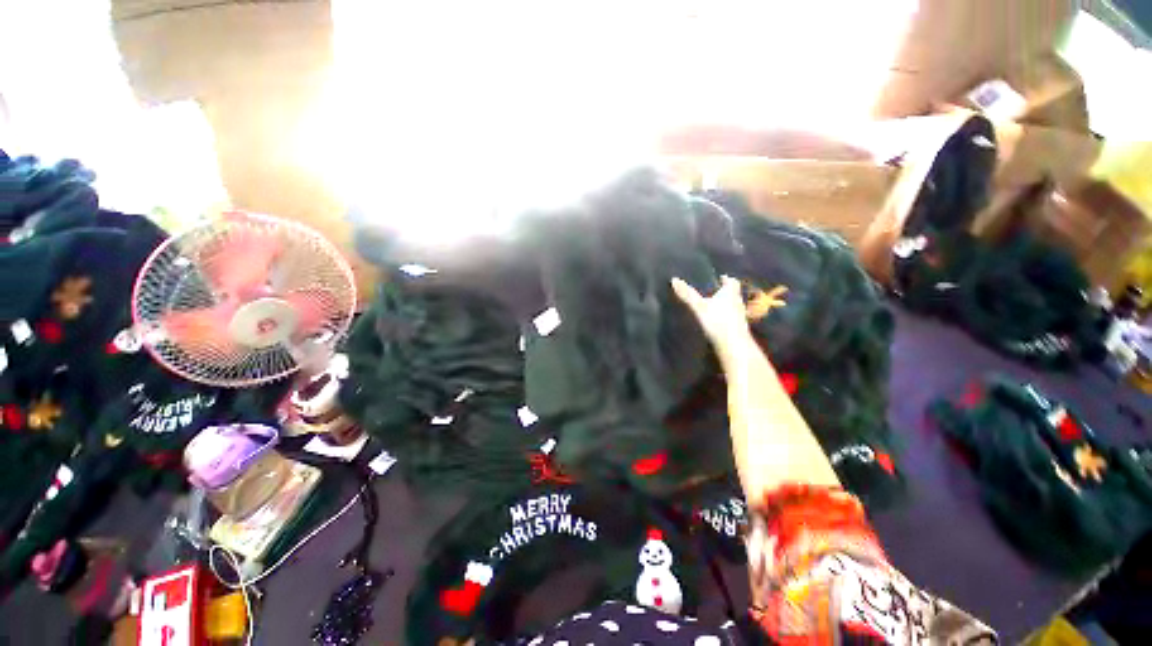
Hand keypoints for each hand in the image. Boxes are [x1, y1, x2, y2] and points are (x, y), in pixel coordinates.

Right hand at [671, 275, 753, 350]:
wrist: (734, 346)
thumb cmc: (718, 321)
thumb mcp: (699, 307)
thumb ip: (688, 294)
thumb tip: (674, 279)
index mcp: (730, 294)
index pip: (732, 282)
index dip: (726, 280)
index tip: (721, 278)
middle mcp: (738, 303)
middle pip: (733, 294)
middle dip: (724, 293)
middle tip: (713, 292)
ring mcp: (740, 317)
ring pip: (733, 307)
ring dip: (725, 306)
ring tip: (712, 308)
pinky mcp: (738, 330)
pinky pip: (731, 319)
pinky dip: (724, 318)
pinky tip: (715, 323)